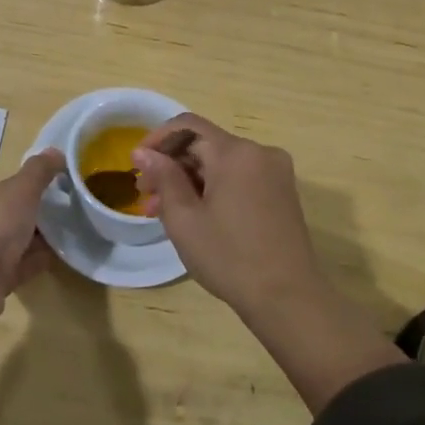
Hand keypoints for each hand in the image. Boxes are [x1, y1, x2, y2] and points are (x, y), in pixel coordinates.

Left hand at [0, 149, 64, 317]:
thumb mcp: (21, 188)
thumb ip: (39, 170)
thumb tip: (56, 151)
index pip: (1, 189)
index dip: (26, 189)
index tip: (52, 191)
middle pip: (7, 217)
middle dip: (32, 216)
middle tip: (64, 215)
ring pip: (12, 244)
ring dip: (35, 241)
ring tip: (66, 236)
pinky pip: (18, 267)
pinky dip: (35, 262)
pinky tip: (57, 259)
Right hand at [136, 113, 404, 413]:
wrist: (288, 298)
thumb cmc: (229, 257)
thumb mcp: (184, 219)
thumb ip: (163, 177)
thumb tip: (143, 151)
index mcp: (235, 152)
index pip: (187, 126)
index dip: (157, 140)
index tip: (137, 165)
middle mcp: (259, 152)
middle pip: (205, 145)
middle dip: (172, 166)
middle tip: (145, 197)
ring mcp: (275, 172)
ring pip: (221, 164)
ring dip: (190, 181)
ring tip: (162, 212)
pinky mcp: (282, 192)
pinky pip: (239, 178)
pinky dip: (214, 189)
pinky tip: (195, 215)